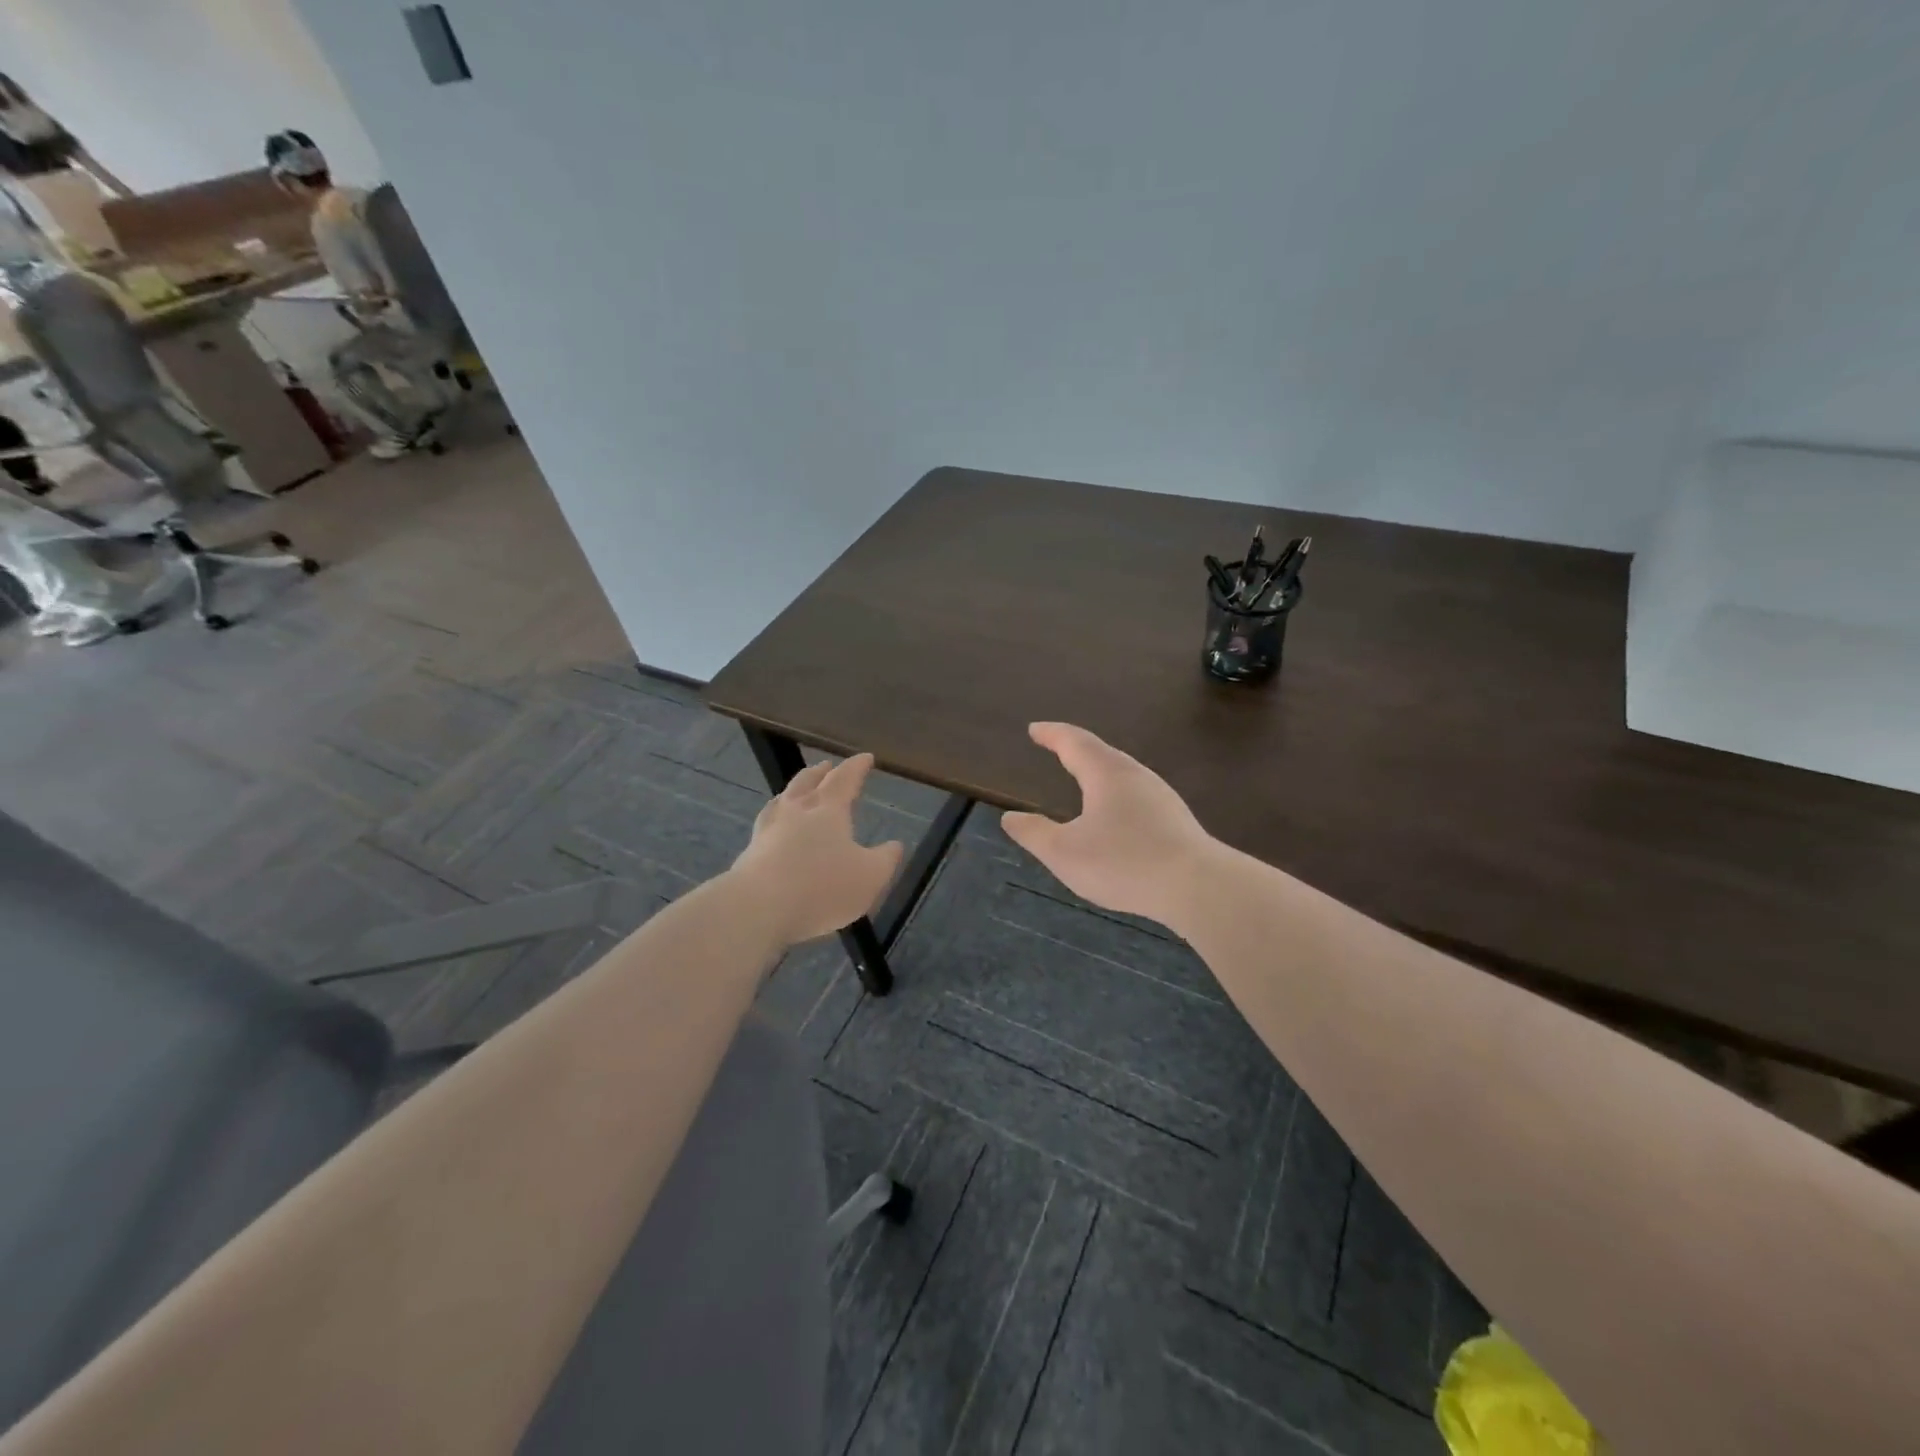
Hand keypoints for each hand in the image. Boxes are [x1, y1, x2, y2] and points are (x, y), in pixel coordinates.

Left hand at [732, 754, 903, 943]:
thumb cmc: (822, 887)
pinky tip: (773, 826)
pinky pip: (766, 824)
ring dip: (794, 789)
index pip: (845, 779)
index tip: (865, 757)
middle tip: (827, 766)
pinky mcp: (750, 852)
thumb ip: (885, 860)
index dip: (857, 767)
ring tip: (797, 790)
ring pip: (783, 799)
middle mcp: (796, 811)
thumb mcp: (869, 877)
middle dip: (820, 773)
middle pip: (807, 782)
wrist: (758, 907)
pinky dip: (775, 817)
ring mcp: (769, 829)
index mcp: (828, 810)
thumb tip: (895, 844)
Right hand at [1003, 722, 1218, 927]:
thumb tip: (1010, 818)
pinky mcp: (1175, 818)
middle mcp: (1135, 775)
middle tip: (1055, 746)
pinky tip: (1115, 812)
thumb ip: (1034, 834)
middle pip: (1100, 752)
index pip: (1073, 742)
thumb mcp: (1064, 853)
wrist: (1197, 886)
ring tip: (1082, 775)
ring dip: (1097, 769)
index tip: (1034, 729)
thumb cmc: (1123, 863)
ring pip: (1122, 772)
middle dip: (1075, 747)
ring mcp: (1160, 795)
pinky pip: (1136, 792)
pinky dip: (1115, 791)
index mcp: (1106, 773)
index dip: (1051, 734)